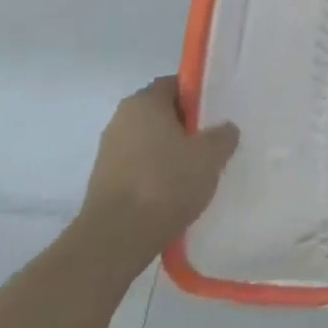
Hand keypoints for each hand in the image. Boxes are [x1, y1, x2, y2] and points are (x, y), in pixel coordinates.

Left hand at [77, 76, 238, 267]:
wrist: (114, 242)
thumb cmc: (165, 183)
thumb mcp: (211, 154)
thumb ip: (223, 134)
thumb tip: (224, 131)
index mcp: (143, 102)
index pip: (176, 85)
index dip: (199, 96)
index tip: (217, 114)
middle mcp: (120, 120)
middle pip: (163, 114)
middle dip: (187, 127)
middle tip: (212, 144)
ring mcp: (108, 154)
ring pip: (151, 143)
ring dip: (172, 154)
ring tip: (197, 173)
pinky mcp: (103, 185)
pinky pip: (139, 169)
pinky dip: (157, 176)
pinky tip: (175, 195)